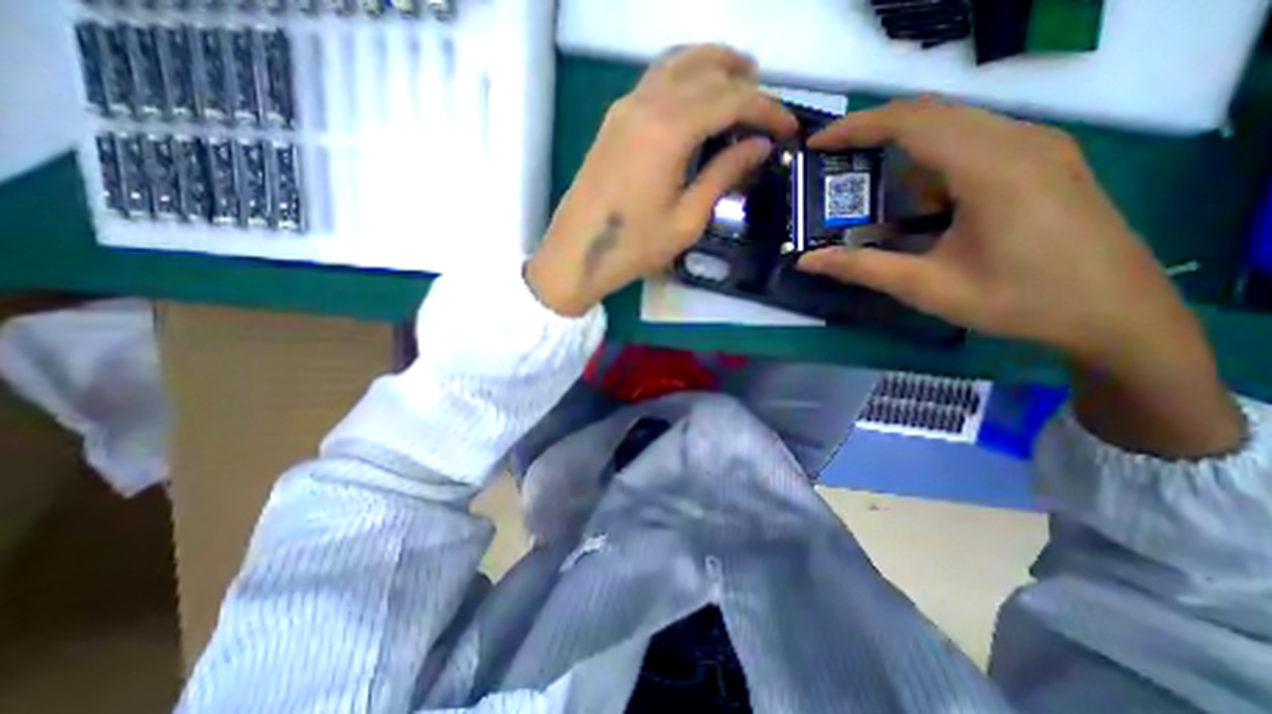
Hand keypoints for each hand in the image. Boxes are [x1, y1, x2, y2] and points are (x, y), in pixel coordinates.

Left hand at [528, 42, 792, 311]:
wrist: (577, 254)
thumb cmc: (634, 246)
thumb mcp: (687, 219)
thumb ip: (724, 174)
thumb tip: (759, 145)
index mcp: (669, 130)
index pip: (731, 99)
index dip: (766, 109)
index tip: (788, 128)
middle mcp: (646, 104)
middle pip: (705, 68)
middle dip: (743, 79)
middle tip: (766, 105)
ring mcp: (625, 107)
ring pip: (677, 64)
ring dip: (713, 66)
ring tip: (739, 85)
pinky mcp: (614, 120)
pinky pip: (655, 79)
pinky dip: (684, 77)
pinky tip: (697, 99)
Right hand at [798, 97, 1198, 368]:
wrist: (1116, 313)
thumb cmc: (1019, 301)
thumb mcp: (928, 288)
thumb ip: (863, 268)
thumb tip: (807, 261)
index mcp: (991, 168)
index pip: (912, 122)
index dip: (857, 128)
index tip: (817, 144)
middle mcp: (1018, 140)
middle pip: (930, 114)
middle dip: (873, 134)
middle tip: (834, 163)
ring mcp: (1037, 145)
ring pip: (952, 126)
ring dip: (903, 152)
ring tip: (873, 192)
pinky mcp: (1042, 159)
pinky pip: (974, 142)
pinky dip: (932, 163)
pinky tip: (923, 205)